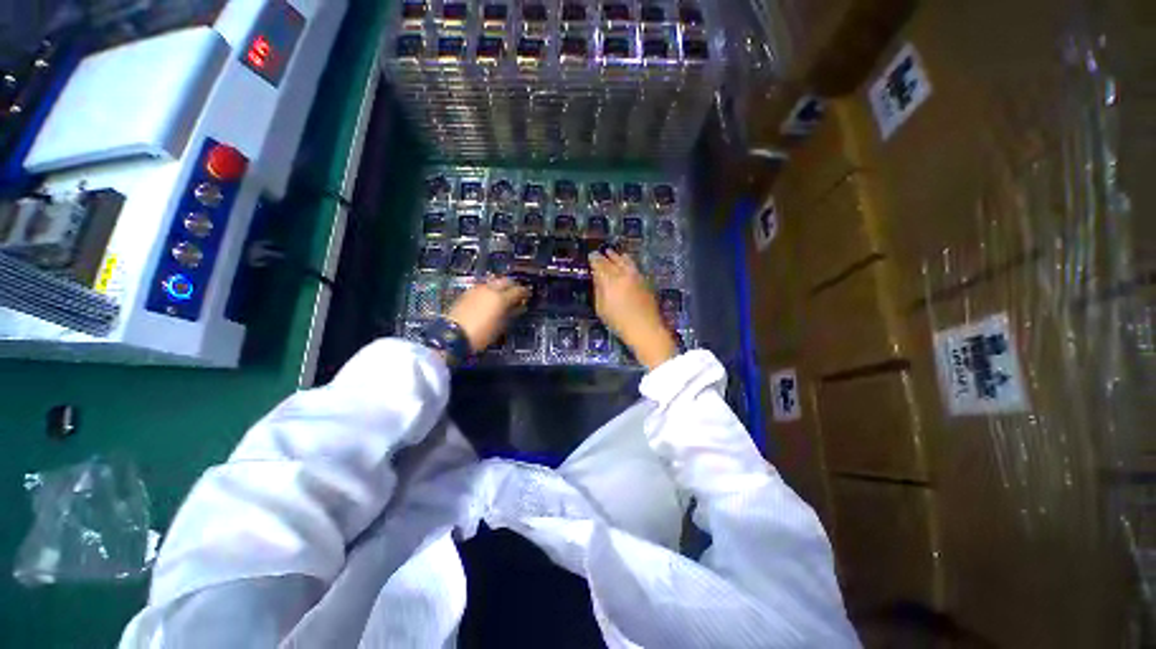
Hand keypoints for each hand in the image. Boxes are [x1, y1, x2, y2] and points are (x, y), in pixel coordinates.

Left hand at [445, 277, 529, 351]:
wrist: (453, 335)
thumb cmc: (481, 334)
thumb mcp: (501, 326)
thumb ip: (512, 313)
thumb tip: (520, 307)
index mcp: (500, 298)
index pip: (518, 290)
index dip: (525, 293)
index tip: (527, 296)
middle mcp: (490, 289)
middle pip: (506, 281)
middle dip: (513, 286)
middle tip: (517, 294)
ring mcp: (477, 289)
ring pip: (494, 282)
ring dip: (501, 286)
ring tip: (504, 295)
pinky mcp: (467, 293)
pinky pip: (483, 286)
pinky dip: (490, 289)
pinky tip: (490, 297)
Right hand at [589, 249, 677, 369]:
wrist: (645, 328)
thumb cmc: (618, 322)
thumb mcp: (601, 308)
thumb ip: (598, 290)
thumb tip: (597, 278)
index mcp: (609, 280)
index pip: (600, 264)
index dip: (594, 259)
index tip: (591, 256)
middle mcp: (623, 274)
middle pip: (613, 260)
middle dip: (606, 256)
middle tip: (602, 252)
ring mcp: (636, 276)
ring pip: (626, 260)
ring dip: (619, 256)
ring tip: (615, 254)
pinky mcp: (645, 280)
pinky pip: (634, 266)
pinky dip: (628, 262)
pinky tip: (627, 264)